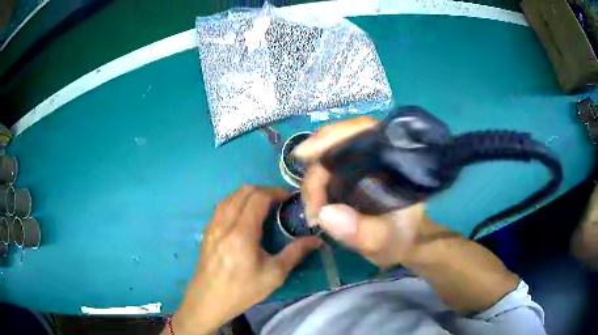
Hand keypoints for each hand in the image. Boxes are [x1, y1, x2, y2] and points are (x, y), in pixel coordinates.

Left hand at [171, 186, 320, 334]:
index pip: (258, 197)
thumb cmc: (242, 290)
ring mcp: (213, 224)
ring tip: (263, 206)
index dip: (275, 192)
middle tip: (279, 202)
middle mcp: (225, 222)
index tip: (289, 198)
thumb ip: (295, 253)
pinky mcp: (207, 230)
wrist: (208, 300)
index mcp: (242, 232)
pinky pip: (222, 205)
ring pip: (231, 196)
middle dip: (264, 191)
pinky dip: (236, 201)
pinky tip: (243, 215)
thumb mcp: (273, 275)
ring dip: (249, 195)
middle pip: (244, 191)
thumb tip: (316, 240)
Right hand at [293, 116, 428, 267]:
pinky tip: (315, 206)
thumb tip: (324, 213)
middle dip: (317, 174)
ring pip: (327, 159)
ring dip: (314, 184)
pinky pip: (327, 172)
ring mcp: (362, 163)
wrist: (406, 240)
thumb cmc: (403, 236)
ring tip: (314, 214)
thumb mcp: (386, 240)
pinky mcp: (352, 174)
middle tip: (312, 209)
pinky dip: (316, 188)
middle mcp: (377, 154)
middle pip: (337, 145)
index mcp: (394, 159)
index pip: (362, 130)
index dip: (332, 137)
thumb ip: (362, 231)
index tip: (303, 155)